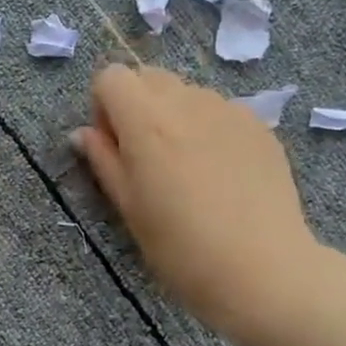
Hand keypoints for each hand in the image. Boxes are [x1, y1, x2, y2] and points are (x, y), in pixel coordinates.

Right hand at [73, 64, 329, 345]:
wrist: (261, 269)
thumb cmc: (181, 247)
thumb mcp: (128, 208)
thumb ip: (103, 160)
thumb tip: (84, 134)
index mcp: (146, 121)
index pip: (111, 76)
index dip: (104, 107)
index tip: (115, 147)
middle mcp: (187, 102)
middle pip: (149, 77)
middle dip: (137, 106)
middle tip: (146, 158)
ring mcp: (229, 110)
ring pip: (187, 93)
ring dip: (174, 117)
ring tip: (187, 169)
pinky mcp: (260, 126)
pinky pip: (220, 112)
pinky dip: (208, 129)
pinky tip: (220, 175)